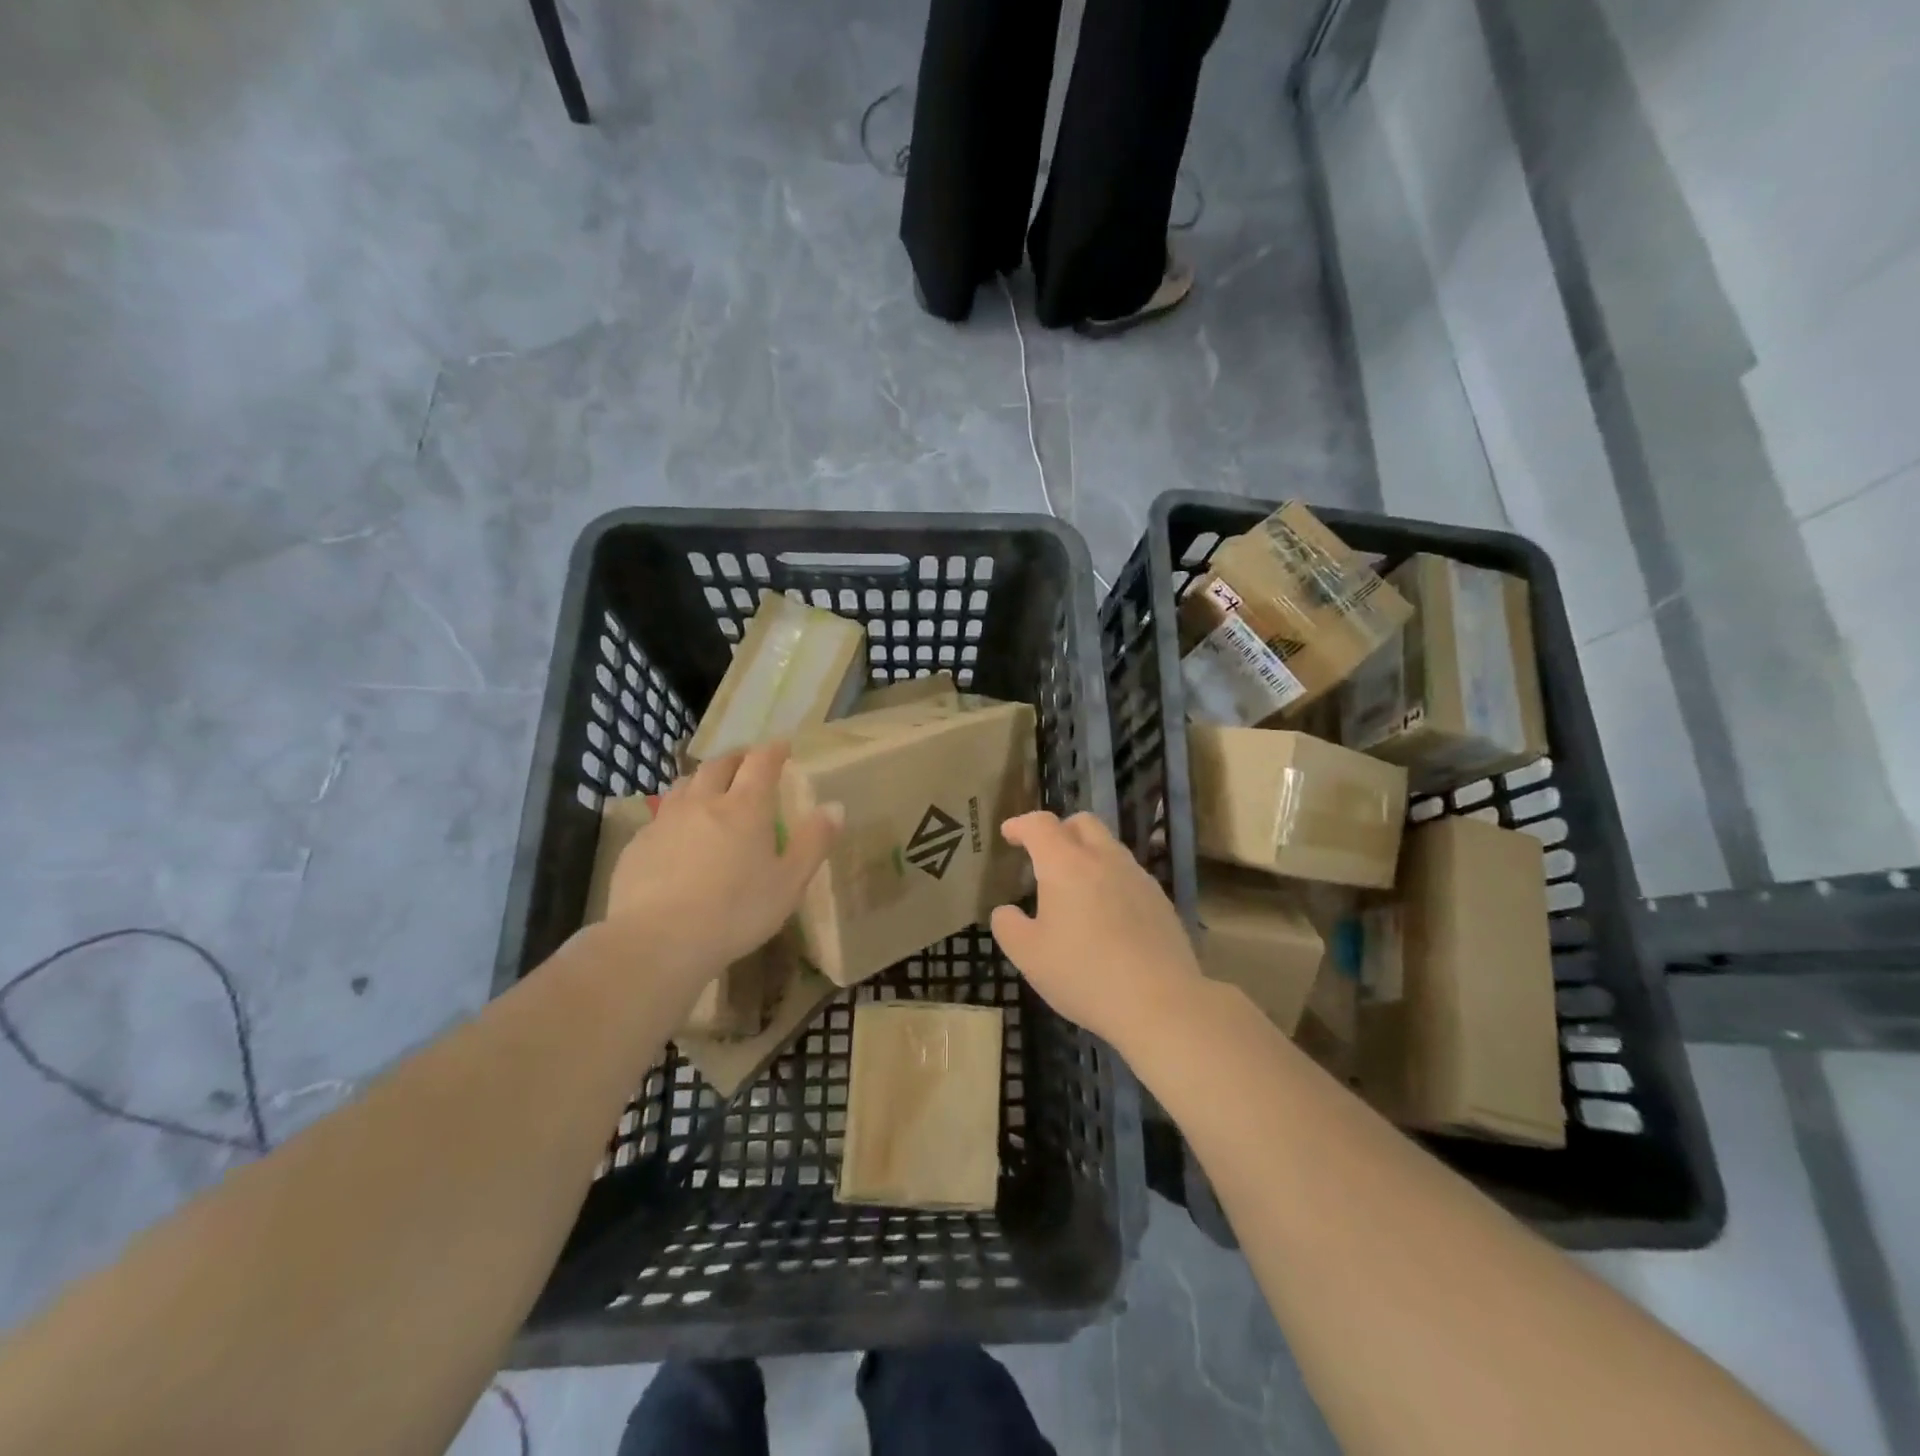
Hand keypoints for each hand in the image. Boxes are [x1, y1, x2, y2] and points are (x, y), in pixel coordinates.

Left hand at [607, 744, 841, 973]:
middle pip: (719, 765)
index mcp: (746, 807)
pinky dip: (677, 814)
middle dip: (737, 758)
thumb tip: (834, 806)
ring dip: (703, 780)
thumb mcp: (789, 882)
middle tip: (748, 763)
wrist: (658, 941)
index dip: (774, 750)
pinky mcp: (639, 844)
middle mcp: (704, 802)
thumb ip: (814, 842)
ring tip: (711, 790)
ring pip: (685, 785)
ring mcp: (666, 820)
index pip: (761, 762)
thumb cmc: (736, 912)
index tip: (783, 746)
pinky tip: (678, 835)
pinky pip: (661, 816)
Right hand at [989, 811, 1201, 1048]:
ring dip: (1087, 854)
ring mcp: (1137, 877)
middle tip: (1044, 856)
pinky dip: (1110, 879)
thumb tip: (1006, 911)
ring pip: (1109, 847)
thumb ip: (1008, 926)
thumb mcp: (1028, 955)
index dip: (1021, 824)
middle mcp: (1104, 859)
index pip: (1040, 825)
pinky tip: (1106, 914)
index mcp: (1066, 864)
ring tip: (1074, 889)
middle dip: (1059, 830)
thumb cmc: (1084, 974)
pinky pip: (1128, 874)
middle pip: (1082, 822)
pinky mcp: (1160, 900)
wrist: (1160, 1002)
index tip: (1009, 834)